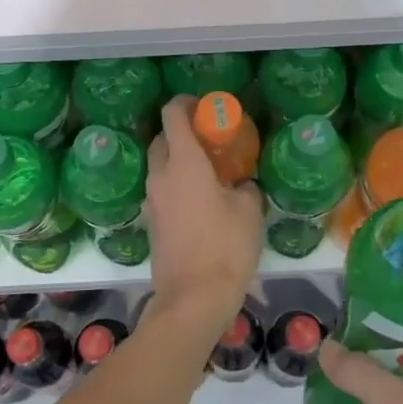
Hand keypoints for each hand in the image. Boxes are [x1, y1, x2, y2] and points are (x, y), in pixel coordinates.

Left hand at [144, 96, 262, 337]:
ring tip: (209, 171)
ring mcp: (152, 201)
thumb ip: (246, 187)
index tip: (204, 107)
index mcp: (183, 163)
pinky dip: (177, 185)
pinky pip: (162, 191)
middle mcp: (161, 176)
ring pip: (160, 167)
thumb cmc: (225, 247)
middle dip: (182, 132)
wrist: (193, 299)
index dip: (185, 103)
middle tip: (210, 140)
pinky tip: (202, 200)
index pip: (172, 116)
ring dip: (178, 160)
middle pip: (162, 139)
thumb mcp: (250, 212)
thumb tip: (242, 184)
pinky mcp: (152, 224)